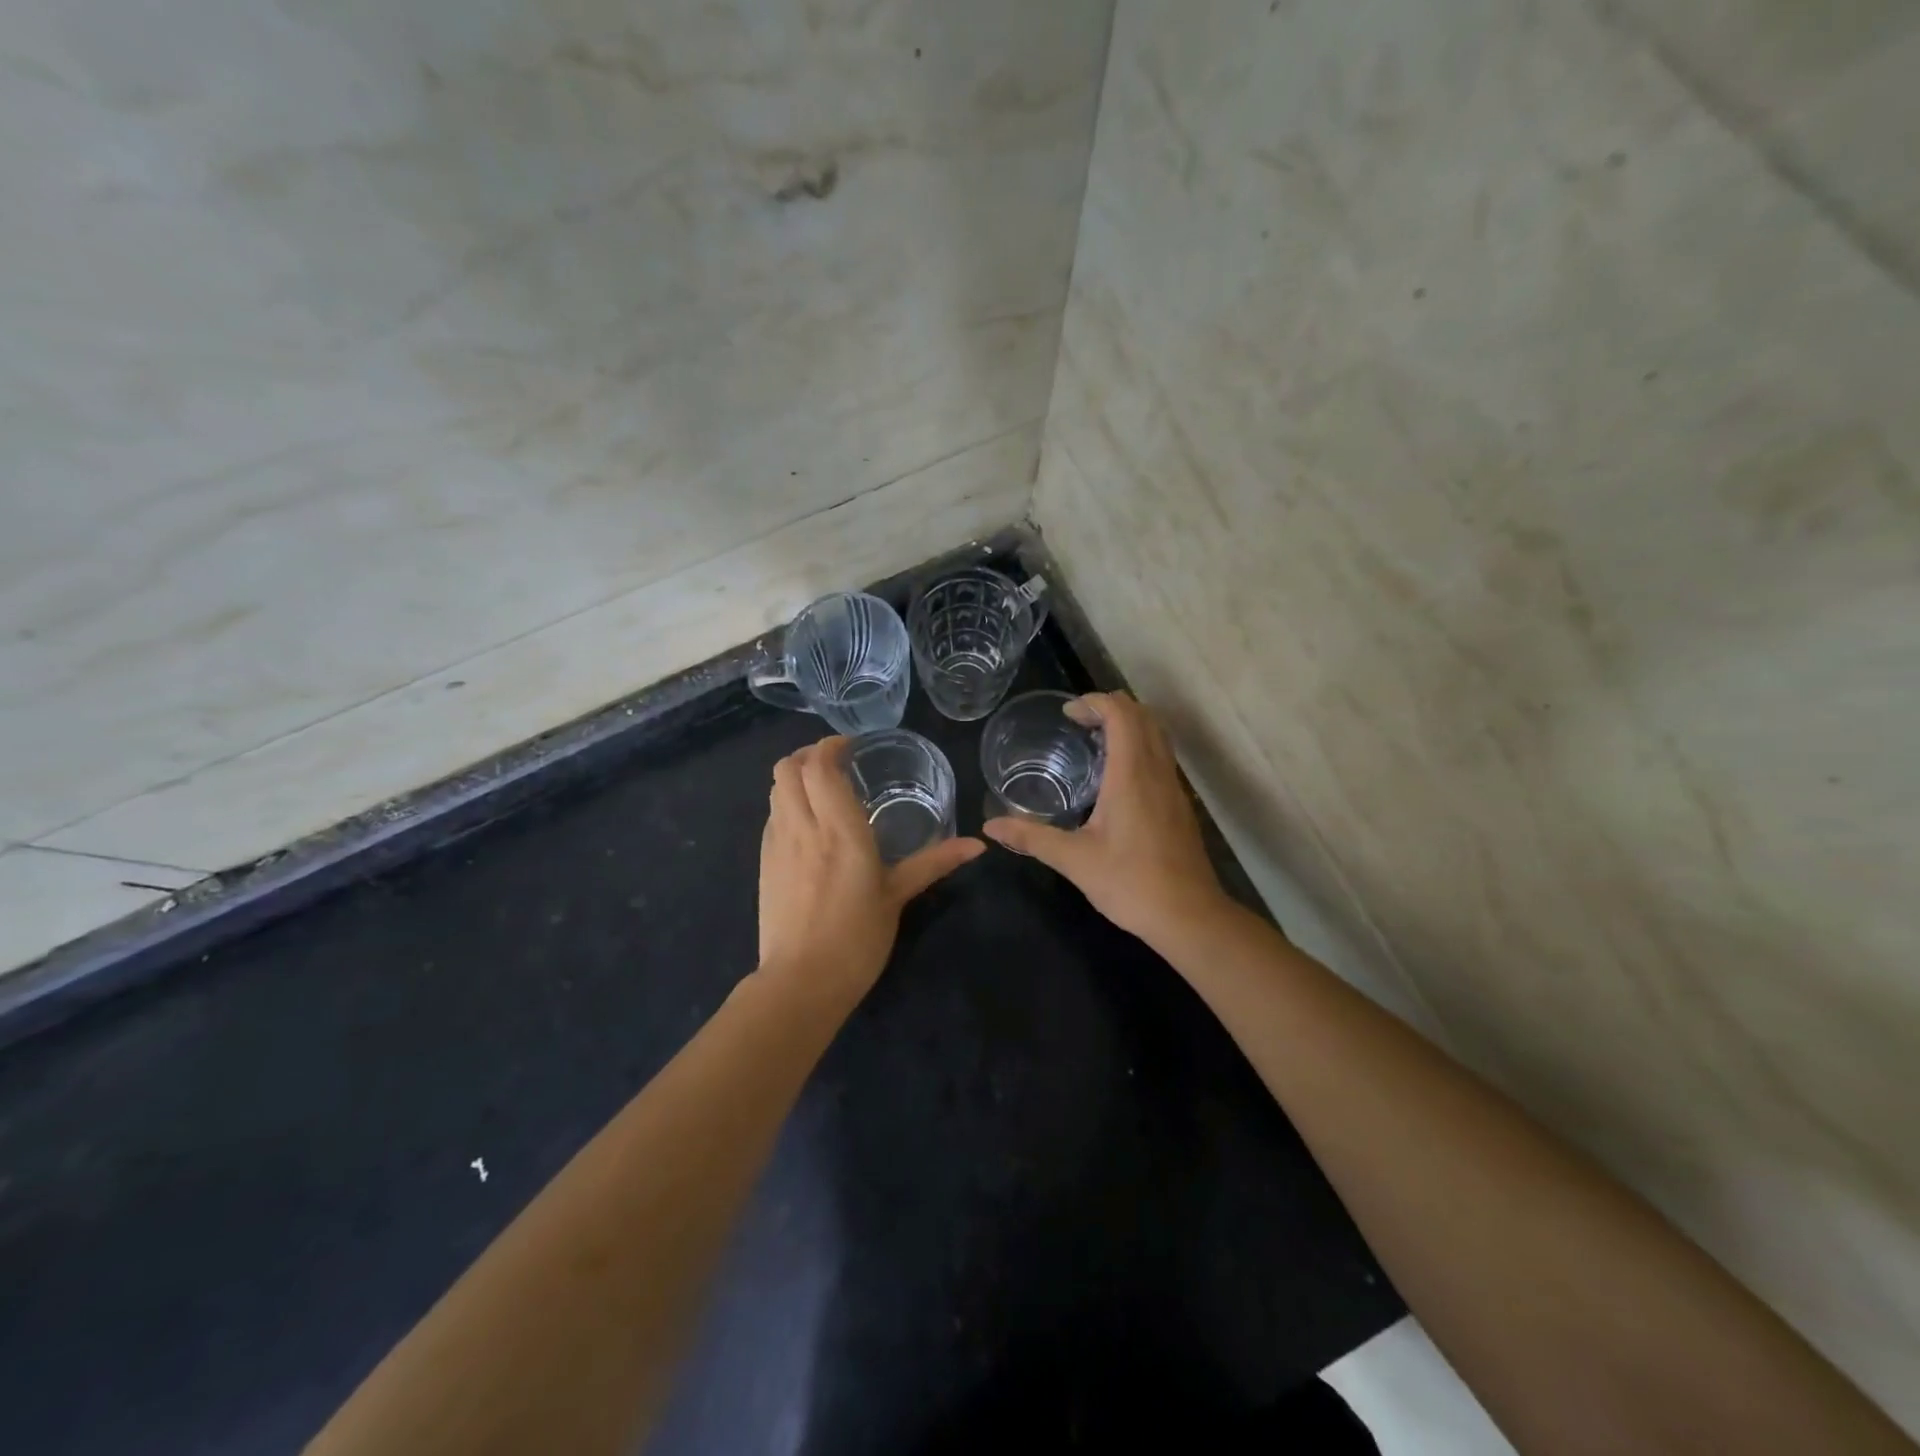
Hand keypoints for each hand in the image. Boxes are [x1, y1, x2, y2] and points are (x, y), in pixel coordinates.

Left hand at [757, 736, 983, 1010]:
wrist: (801, 982)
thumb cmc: (857, 938)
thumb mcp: (898, 896)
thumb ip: (934, 863)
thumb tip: (978, 845)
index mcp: (840, 830)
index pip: (819, 766)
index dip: (830, 745)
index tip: (851, 746)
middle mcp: (803, 827)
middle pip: (787, 767)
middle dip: (808, 754)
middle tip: (835, 762)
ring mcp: (777, 844)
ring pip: (775, 789)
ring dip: (795, 776)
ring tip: (822, 788)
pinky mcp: (765, 862)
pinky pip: (772, 815)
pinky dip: (787, 802)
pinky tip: (808, 824)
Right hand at [983, 692, 1225, 944]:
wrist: (1189, 916)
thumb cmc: (1131, 883)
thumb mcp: (1074, 860)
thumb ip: (1032, 837)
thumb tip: (990, 827)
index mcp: (1131, 774)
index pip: (1121, 713)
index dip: (1094, 702)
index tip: (1068, 714)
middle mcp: (1157, 771)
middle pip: (1143, 715)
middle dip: (1111, 707)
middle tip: (1078, 723)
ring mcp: (1173, 787)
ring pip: (1157, 734)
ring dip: (1129, 725)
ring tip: (1095, 742)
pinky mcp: (1180, 805)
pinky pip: (1162, 756)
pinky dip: (1140, 747)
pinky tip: (1116, 778)